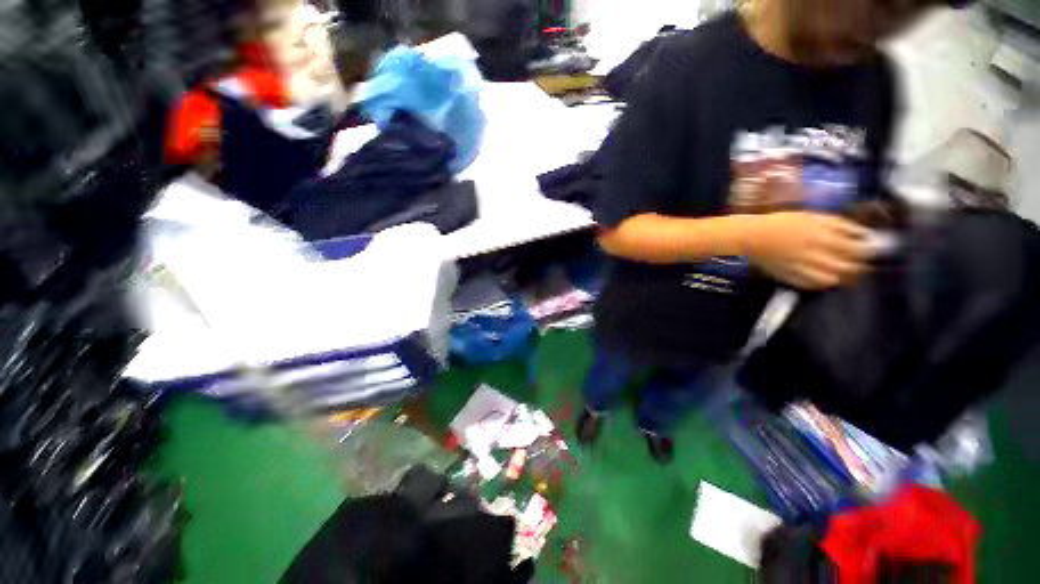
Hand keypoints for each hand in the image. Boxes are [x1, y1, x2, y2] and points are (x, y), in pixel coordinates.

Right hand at [740, 212, 871, 289]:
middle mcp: (815, 257)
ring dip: (841, 276)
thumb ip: (839, 225)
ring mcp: (801, 270)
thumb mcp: (812, 216)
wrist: (751, 237)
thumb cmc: (782, 222)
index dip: (870, 249)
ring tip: (843, 271)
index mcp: (822, 239)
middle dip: (859, 265)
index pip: (857, 249)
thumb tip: (865, 233)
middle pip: (848, 267)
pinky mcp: (789, 278)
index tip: (874, 247)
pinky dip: (822, 283)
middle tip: (862, 261)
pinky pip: (811, 285)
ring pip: (831, 280)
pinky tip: (823, 277)